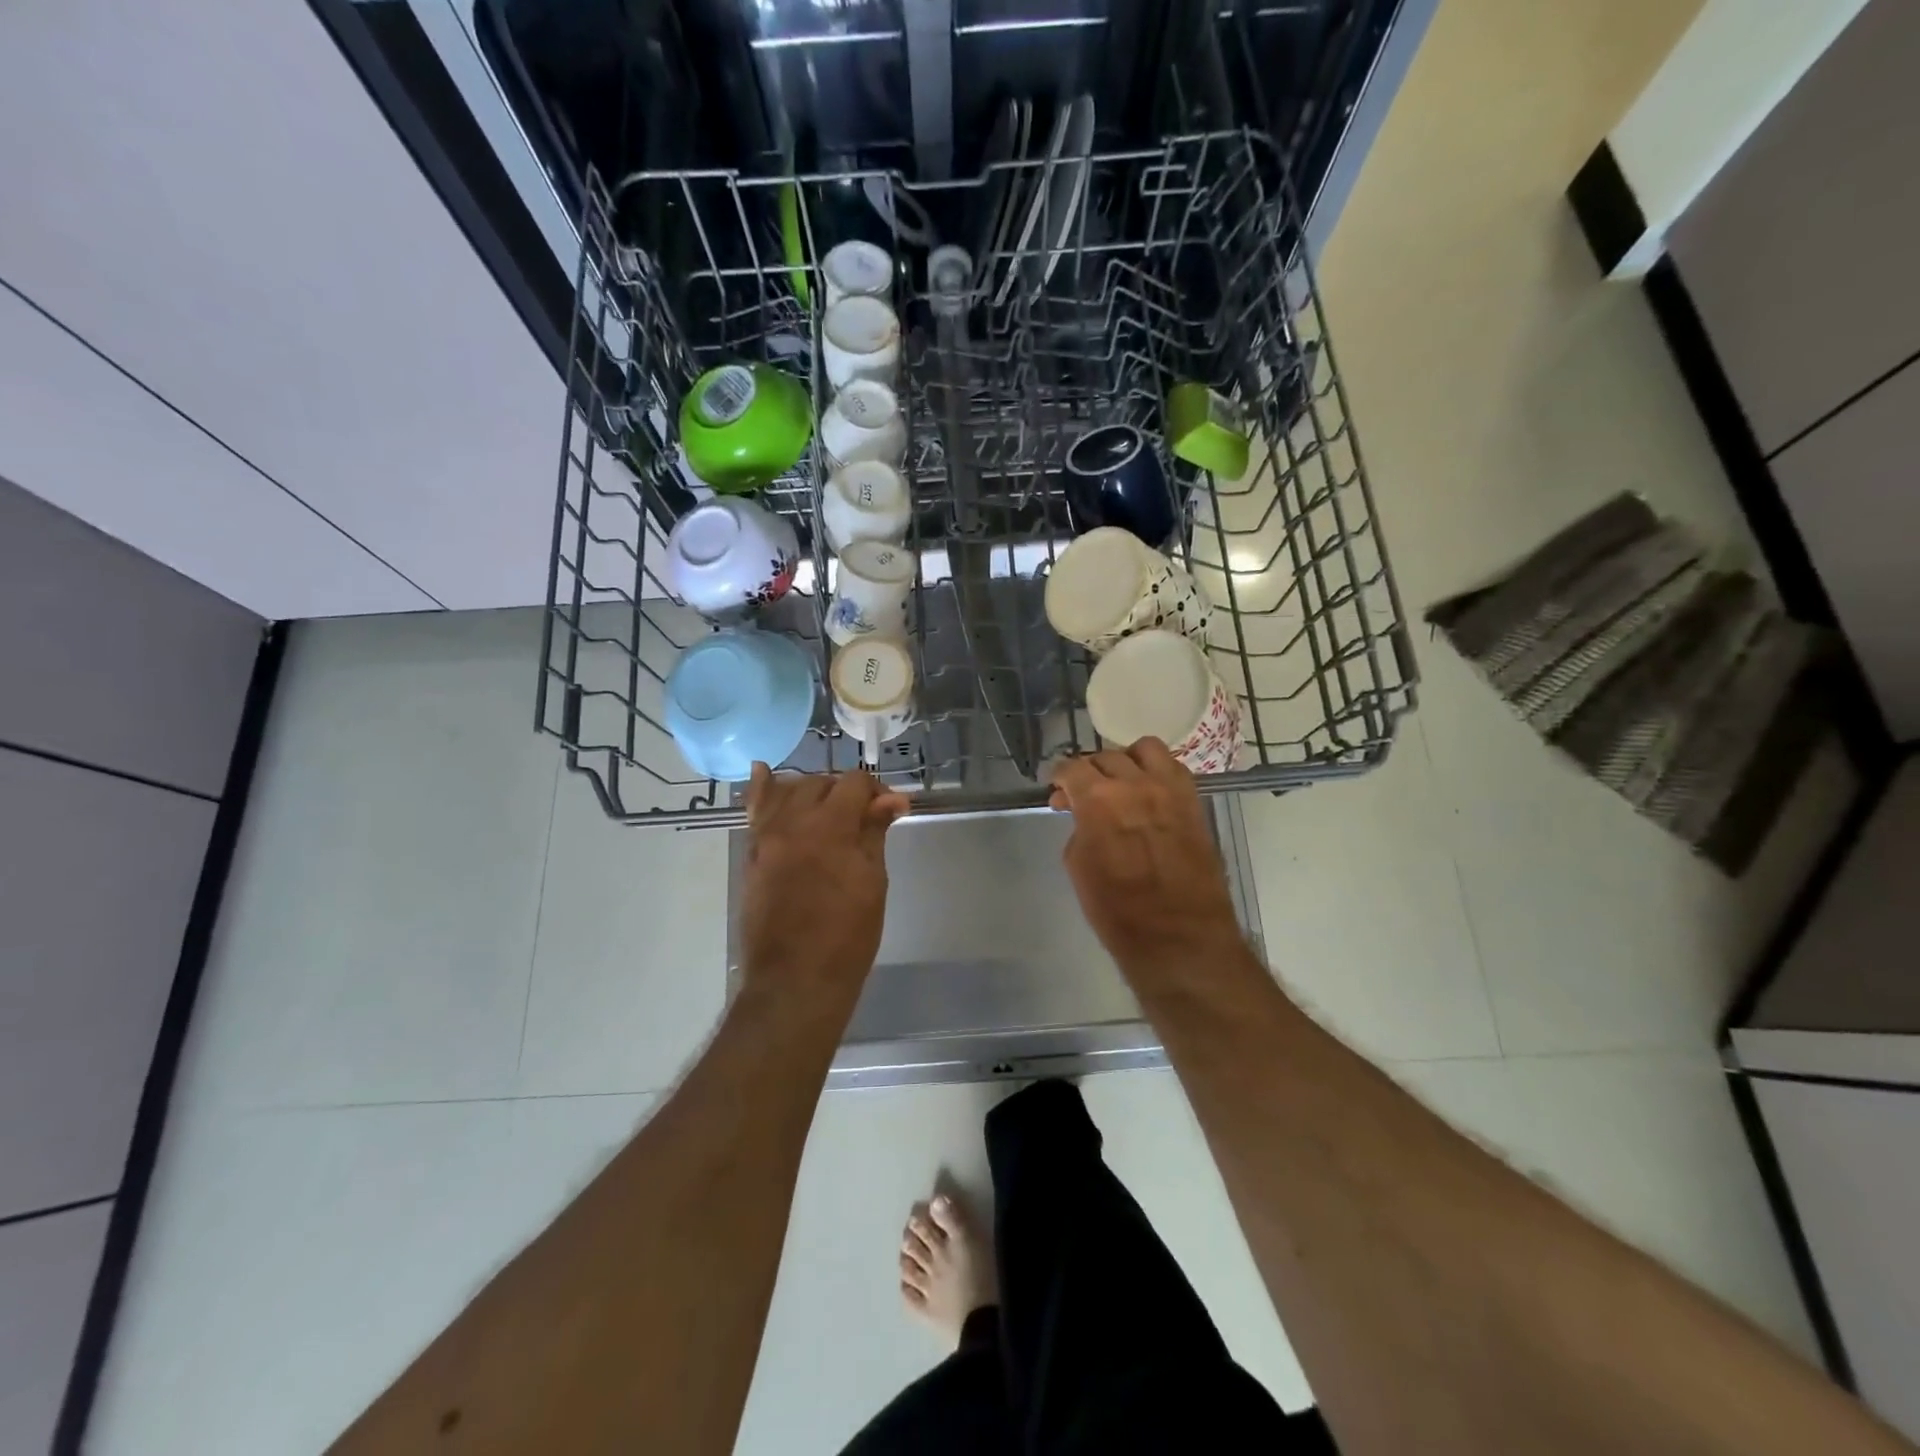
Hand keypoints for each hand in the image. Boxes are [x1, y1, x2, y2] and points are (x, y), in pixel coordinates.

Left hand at [738, 764, 907, 1001]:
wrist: (795, 980)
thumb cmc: (847, 936)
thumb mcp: (873, 882)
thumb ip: (874, 833)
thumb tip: (892, 800)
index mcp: (829, 827)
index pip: (853, 783)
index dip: (875, 790)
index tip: (889, 810)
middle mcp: (791, 822)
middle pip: (819, 783)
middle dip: (844, 792)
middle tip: (863, 817)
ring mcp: (765, 838)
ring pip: (786, 791)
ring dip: (810, 792)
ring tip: (827, 806)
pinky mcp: (751, 855)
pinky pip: (755, 812)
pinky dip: (763, 791)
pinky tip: (763, 773)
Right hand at [1049, 739, 1244, 969]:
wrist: (1179, 937)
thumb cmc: (1117, 911)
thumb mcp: (1079, 866)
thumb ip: (1079, 827)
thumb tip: (1082, 814)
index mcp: (1097, 798)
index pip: (1071, 768)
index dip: (1059, 777)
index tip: (1057, 790)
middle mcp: (1134, 783)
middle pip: (1105, 757)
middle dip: (1089, 771)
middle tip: (1083, 794)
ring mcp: (1169, 789)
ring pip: (1144, 749)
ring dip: (1126, 761)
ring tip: (1121, 782)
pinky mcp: (1194, 801)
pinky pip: (1173, 768)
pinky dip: (1156, 772)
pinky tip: (1149, 792)